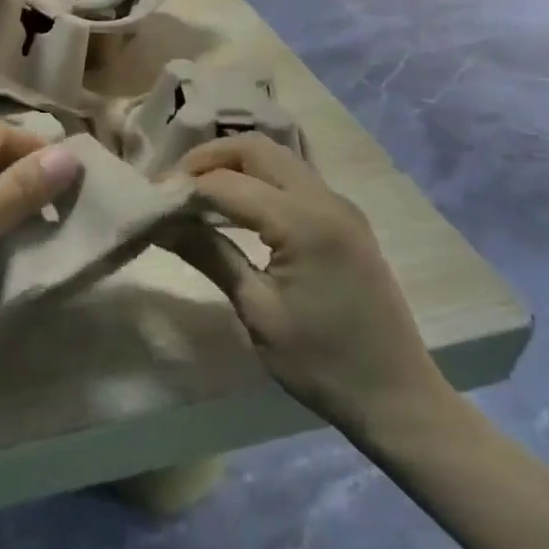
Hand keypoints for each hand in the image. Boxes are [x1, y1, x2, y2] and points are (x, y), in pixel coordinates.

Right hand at [168, 134, 451, 435]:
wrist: (399, 399)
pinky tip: (235, 209)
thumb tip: (162, 223)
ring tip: (196, 195)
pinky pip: (293, 179)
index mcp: (304, 222)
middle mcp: (325, 199)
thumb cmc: (322, 363)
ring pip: (276, 158)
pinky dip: (257, 181)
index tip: (150, 202)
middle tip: (173, 187)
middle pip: (255, 148)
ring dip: (233, 166)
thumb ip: (209, 255)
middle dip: (208, 159)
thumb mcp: (257, 310)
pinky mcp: (345, 220)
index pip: (227, 183)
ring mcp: (340, 206)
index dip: (183, 187)